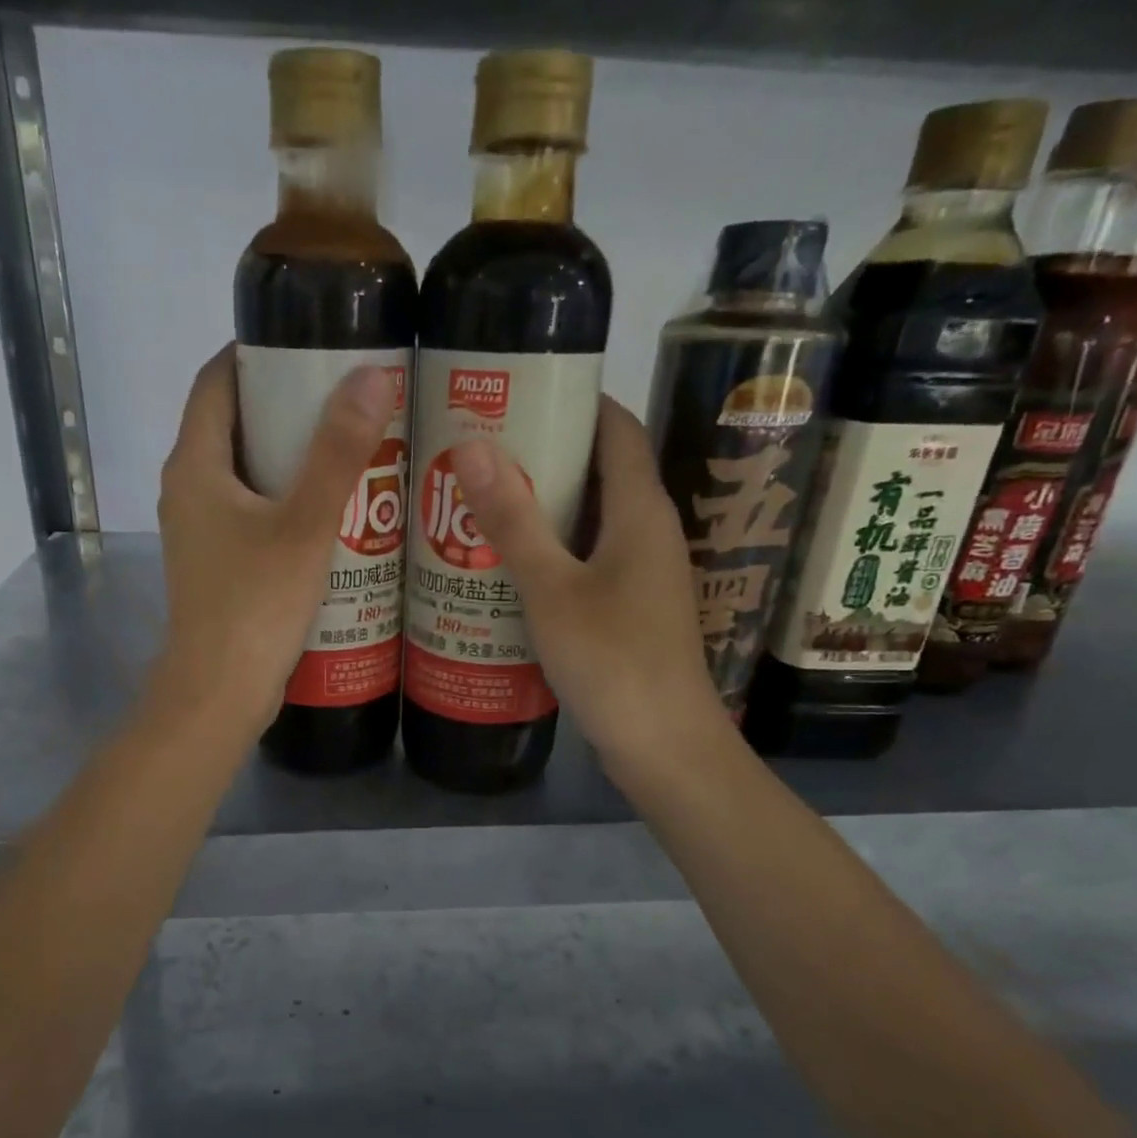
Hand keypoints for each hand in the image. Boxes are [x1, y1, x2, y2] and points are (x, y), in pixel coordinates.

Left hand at [151, 344, 398, 736]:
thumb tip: (372, 374)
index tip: (309, 343)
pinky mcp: (218, 563)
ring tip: (350, 446)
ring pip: (245, 472)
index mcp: (194, 466)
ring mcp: (200, 531)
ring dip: (290, 456)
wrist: (220, 692)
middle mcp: (188, 490)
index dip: (255, 354)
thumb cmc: (257, 604)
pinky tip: (333, 509)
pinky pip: (251, 510)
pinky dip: (286, 497)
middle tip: (347, 396)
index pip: (216, 382)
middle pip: (233, 425)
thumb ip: (338, 452)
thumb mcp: (305, 524)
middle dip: (285, 405)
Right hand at [449, 396, 731, 787]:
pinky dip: (551, 547)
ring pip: (591, 517)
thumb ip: (514, 521)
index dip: (575, 400)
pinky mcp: (630, 606)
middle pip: (601, 469)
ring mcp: (642, 572)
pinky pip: (588, 556)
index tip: (517, 391)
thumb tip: (473, 445)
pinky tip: (506, 561)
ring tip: (481, 497)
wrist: (663, 746)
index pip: (617, 428)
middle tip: (479, 447)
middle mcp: (649, 531)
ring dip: (544, 503)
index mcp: (641, 511)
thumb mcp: (552, 590)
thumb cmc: (612, 662)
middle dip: (545, 451)